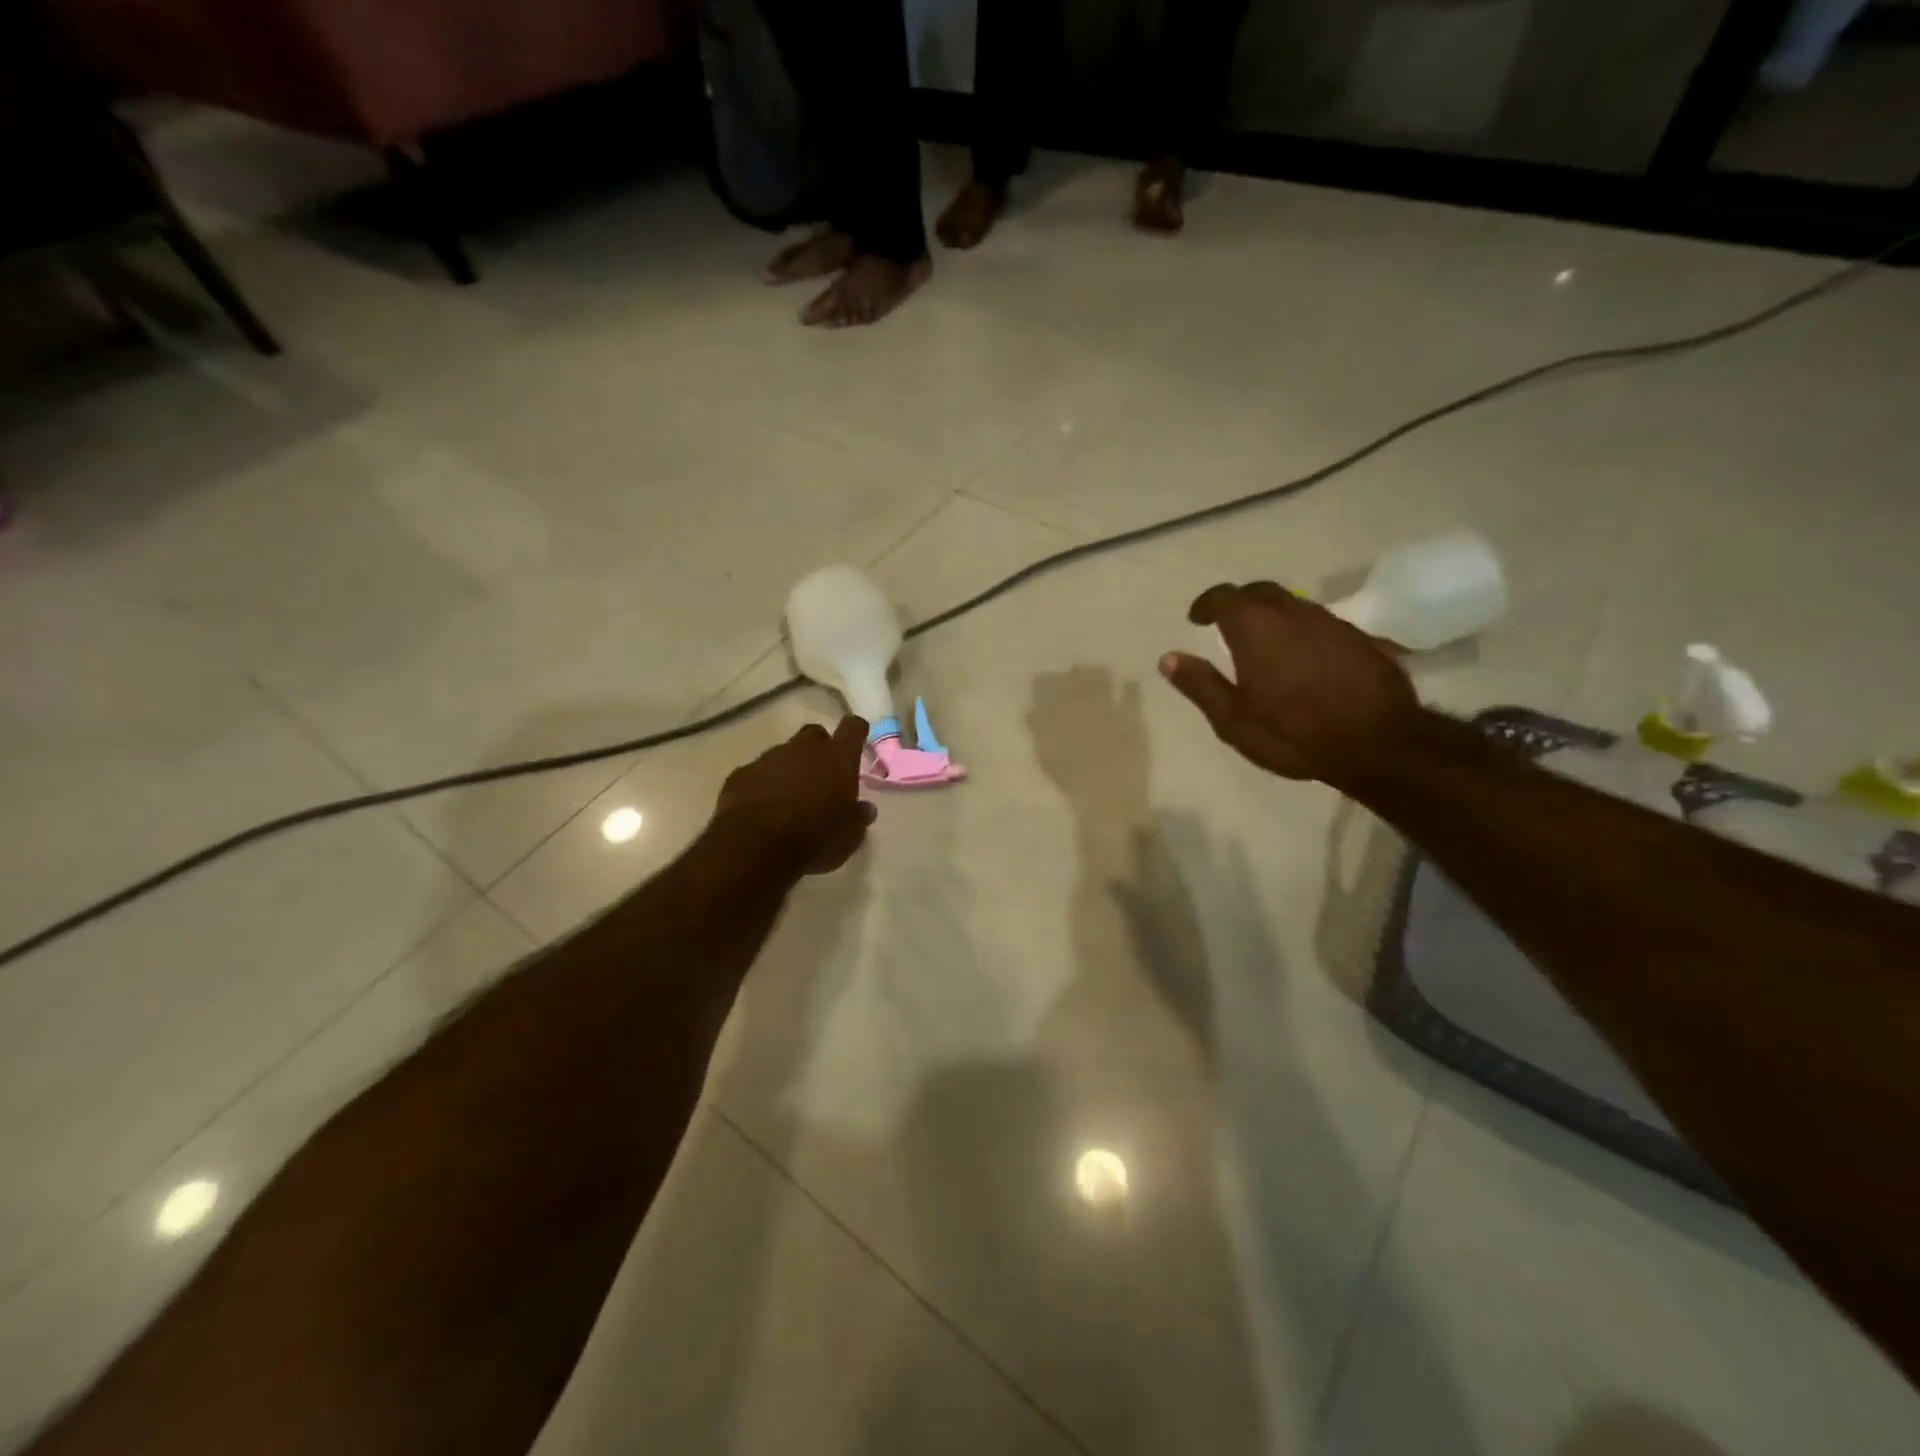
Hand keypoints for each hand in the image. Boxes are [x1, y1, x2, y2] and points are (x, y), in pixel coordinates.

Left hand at [716, 717, 876, 875]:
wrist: (756, 846)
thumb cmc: (815, 837)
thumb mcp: (849, 836)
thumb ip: (858, 817)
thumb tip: (865, 809)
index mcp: (837, 757)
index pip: (853, 728)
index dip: (856, 732)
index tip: (857, 740)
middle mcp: (803, 748)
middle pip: (815, 735)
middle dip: (819, 750)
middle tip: (822, 776)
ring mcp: (769, 758)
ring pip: (783, 754)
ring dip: (789, 769)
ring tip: (790, 799)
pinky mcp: (741, 774)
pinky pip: (757, 773)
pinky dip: (762, 785)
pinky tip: (763, 809)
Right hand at [1159, 582, 1420, 787]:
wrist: (1378, 744)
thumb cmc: (1294, 733)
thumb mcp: (1233, 720)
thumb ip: (1200, 684)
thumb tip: (1168, 657)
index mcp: (1256, 628)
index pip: (1224, 597)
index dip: (1207, 603)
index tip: (1196, 618)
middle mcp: (1293, 613)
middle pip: (1260, 592)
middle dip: (1239, 602)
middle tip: (1226, 624)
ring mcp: (1331, 623)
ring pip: (1293, 605)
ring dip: (1272, 615)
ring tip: (1263, 642)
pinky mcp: (1360, 638)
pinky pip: (1320, 623)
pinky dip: (1301, 631)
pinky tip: (1303, 658)